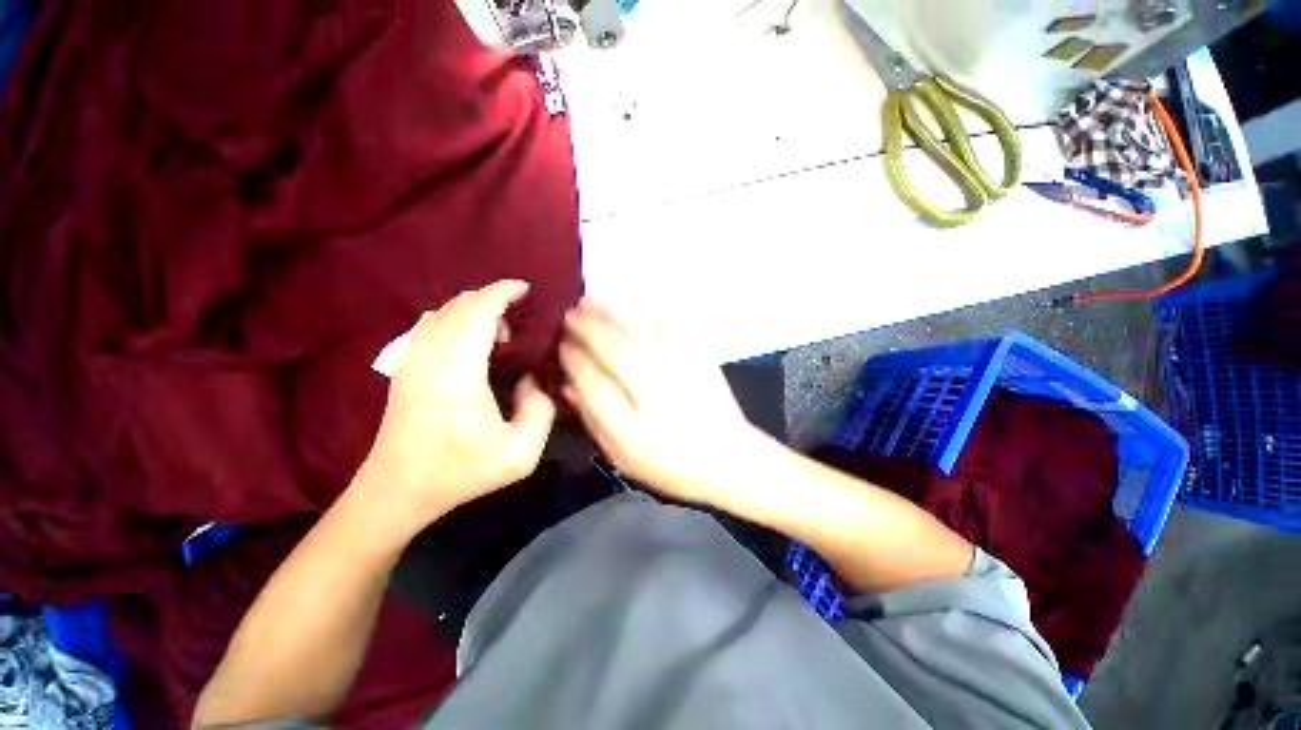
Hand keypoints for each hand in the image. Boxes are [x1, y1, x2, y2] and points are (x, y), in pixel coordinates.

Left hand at [360, 280, 555, 535]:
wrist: (397, 491)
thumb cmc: (461, 473)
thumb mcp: (520, 454)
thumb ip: (541, 410)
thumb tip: (531, 379)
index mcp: (459, 373)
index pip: (479, 312)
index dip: (503, 293)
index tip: (526, 289)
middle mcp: (430, 356)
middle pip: (460, 305)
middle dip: (493, 298)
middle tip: (521, 315)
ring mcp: (410, 360)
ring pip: (442, 311)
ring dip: (474, 308)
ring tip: (500, 329)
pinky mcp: (403, 367)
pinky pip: (429, 325)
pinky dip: (454, 318)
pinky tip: (470, 338)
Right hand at [559, 298, 758, 504]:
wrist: (728, 457)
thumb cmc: (672, 461)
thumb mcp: (624, 452)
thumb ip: (595, 417)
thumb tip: (569, 385)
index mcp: (631, 411)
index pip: (590, 373)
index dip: (571, 356)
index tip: (559, 345)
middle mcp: (652, 379)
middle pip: (612, 343)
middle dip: (585, 325)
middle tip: (569, 314)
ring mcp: (677, 362)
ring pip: (638, 327)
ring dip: (611, 311)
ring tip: (591, 300)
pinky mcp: (697, 354)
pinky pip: (672, 322)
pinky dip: (654, 305)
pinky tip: (639, 296)